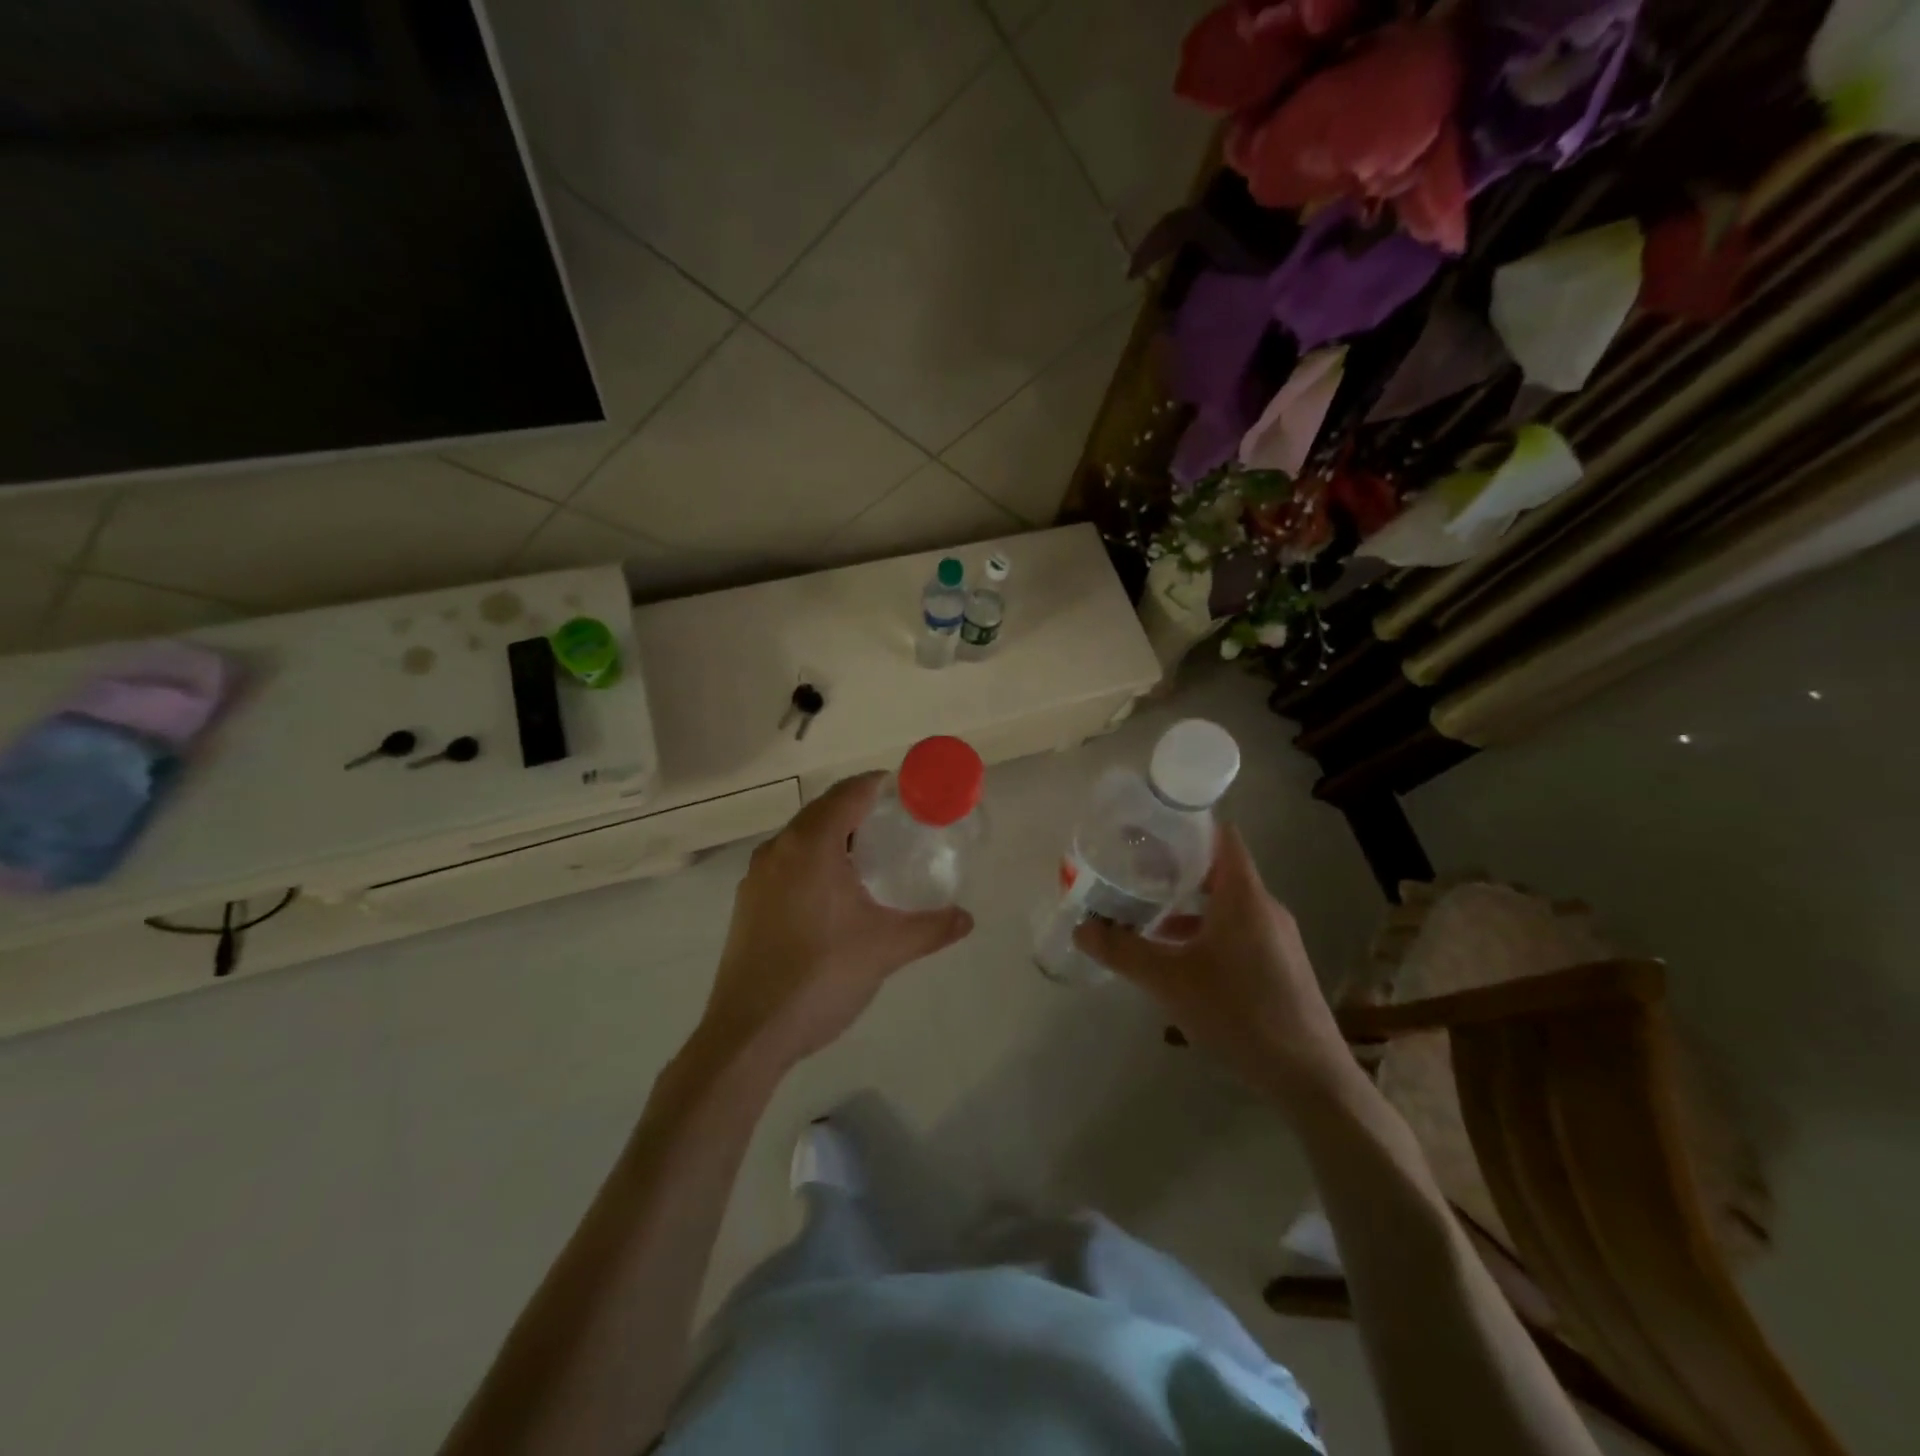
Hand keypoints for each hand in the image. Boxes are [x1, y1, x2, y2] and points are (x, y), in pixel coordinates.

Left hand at [699, 773, 972, 1073]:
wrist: (748, 1033)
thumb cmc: (820, 977)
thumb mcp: (885, 949)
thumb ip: (930, 928)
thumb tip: (967, 918)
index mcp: (810, 845)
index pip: (848, 794)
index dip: (878, 785)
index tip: (906, 791)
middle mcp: (778, 850)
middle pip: (823, 811)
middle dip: (858, 810)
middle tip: (896, 826)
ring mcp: (757, 878)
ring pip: (801, 839)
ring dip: (834, 837)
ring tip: (869, 859)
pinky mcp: (748, 904)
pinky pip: (787, 864)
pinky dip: (813, 862)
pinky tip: (834, 895)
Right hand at [1073, 826, 1350, 1104]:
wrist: (1309, 1077)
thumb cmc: (1238, 1012)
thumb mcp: (1169, 980)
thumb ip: (1122, 950)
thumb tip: (1080, 929)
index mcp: (1243, 895)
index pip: (1220, 835)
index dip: (1186, 824)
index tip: (1148, 827)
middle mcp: (1264, 907)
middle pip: (1217, 868)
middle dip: (1174, 867)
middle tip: (1132, 870)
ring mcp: (1275, 937)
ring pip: (1225, 904)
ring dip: (1187, 905)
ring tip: (1144, 912)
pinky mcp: (1278, 965)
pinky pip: (1235, 931)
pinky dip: (1204, 931)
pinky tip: (1175, 958)